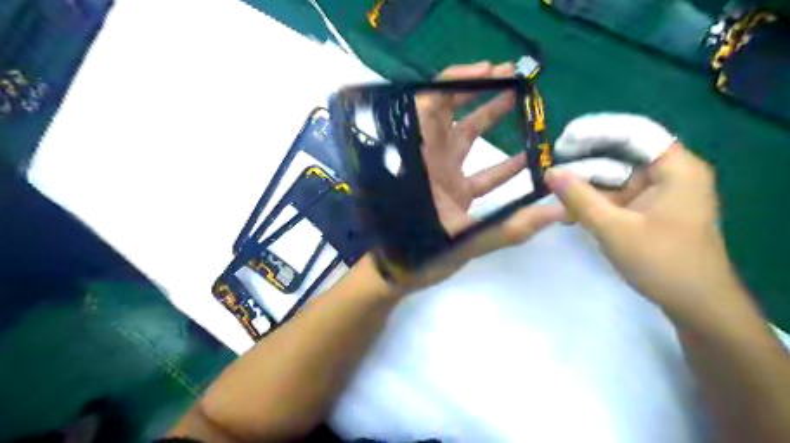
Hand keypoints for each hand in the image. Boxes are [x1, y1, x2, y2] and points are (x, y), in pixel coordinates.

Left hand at [403, 61, 563, 286]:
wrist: (399, 274)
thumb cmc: (417, 254)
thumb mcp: (461, 241)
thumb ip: (509, 227)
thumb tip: (556, 210)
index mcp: (423, 164)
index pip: (431, 108)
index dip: (455, 83)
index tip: (489, 71)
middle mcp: (431, 163)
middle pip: (449, 116)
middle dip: (479, 93)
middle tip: (512, 77)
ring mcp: (443, 177)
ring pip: (465, 140)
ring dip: (489, 119)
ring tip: (521, 101)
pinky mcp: (453, 193)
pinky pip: (479, 173)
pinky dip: (500, 165)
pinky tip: (526, 159)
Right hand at [547, 143, 744, 316]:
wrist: (694, 305)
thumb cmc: (661, 262)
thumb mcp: (613, 228)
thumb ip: (579, 197)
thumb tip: (549, 172)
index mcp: (676, 169)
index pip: (634, 132)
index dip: (596, 131)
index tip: (562, 141)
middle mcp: (669, 173)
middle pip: (621, 154)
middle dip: (585, 162)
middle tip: (551, 170)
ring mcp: (659, 193)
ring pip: (615, 177)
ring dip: (585, 185)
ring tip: (554, 193)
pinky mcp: (649, 209)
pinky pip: (616, 196)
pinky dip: (593, 201)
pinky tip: (569, 211)